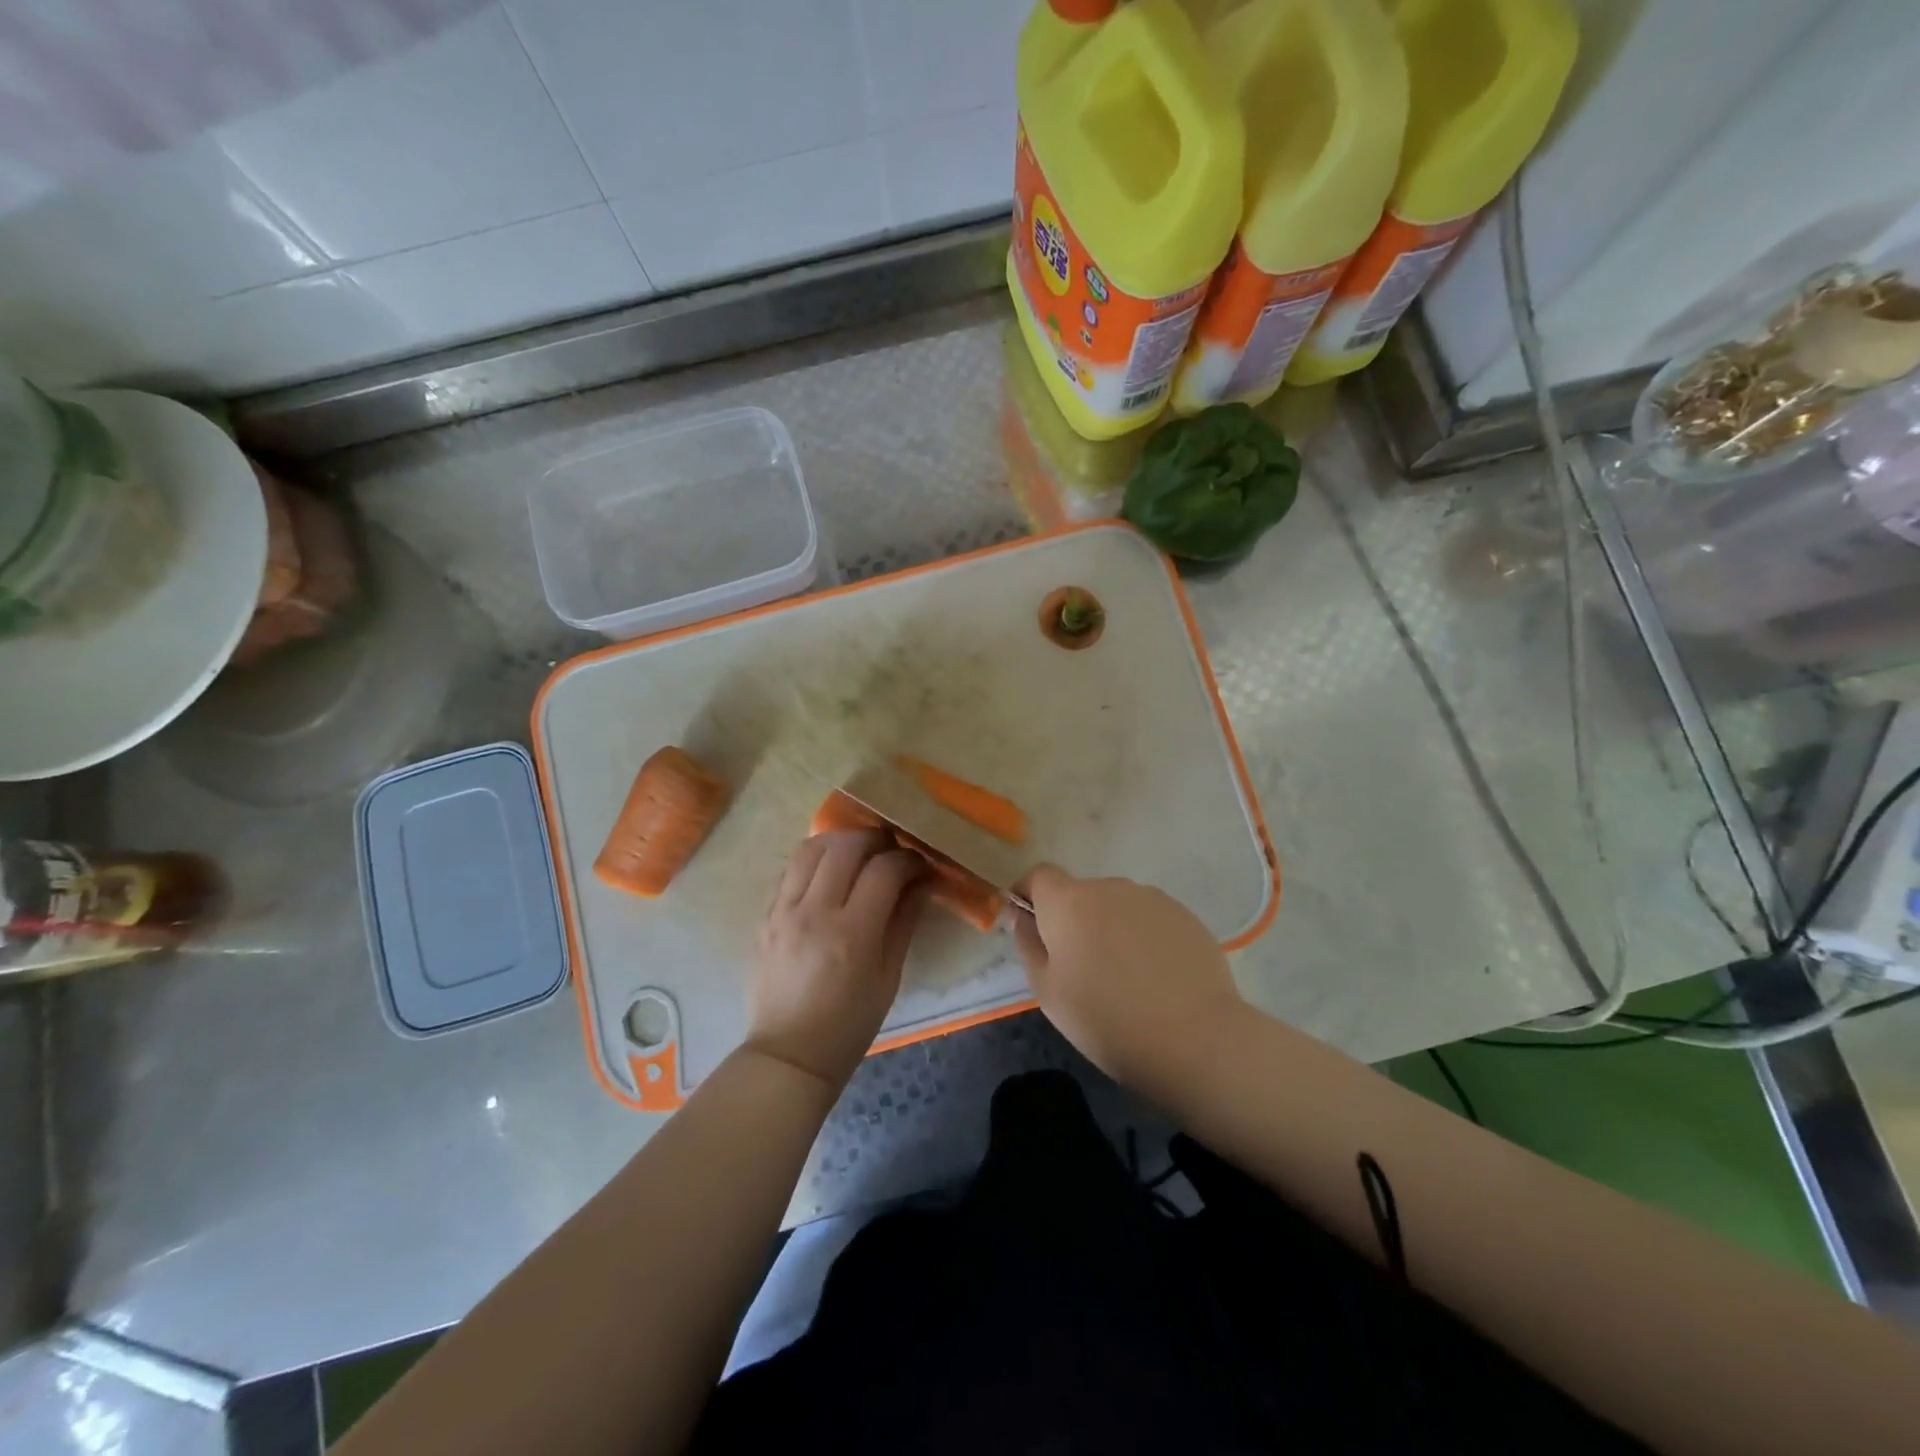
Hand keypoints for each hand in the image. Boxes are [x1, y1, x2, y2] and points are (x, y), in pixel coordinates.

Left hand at [745, 832, 927, 1089]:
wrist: (788, 1055)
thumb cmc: (849, 1025)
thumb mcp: (888, 978)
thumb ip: (904, 923)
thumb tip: (921, 882)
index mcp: (852, 934)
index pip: (884, 870)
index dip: (908, 860)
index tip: (920, 865)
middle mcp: (814, 913)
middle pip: (845, 847)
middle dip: (875, 839)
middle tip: (891, 849)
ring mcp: (783, 911)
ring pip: (811, 848)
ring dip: (840, 841)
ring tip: (858, 852)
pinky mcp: (766, 916)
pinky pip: (791, 870)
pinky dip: (815, 860)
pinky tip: (830, 873)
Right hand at [1012, 865, 1243, 1091]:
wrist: (1193, 1038)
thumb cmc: (1105, 1018)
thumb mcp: (1048, 991)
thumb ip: (1029, 945)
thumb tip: (1022, 916)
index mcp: (1068, 902)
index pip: (1040, 876)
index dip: (1030, 895)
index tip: (1032, 927)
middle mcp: (1109, 887)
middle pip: (1080, 894)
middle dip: (1074, 920)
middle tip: (1082, 969)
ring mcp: (1151, 899)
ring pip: (1117, 907)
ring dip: (1111, 928)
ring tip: (1125, 977)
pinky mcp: (1184, 915)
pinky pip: (1150, 919)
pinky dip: (1144, 938)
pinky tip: (1156, 978)